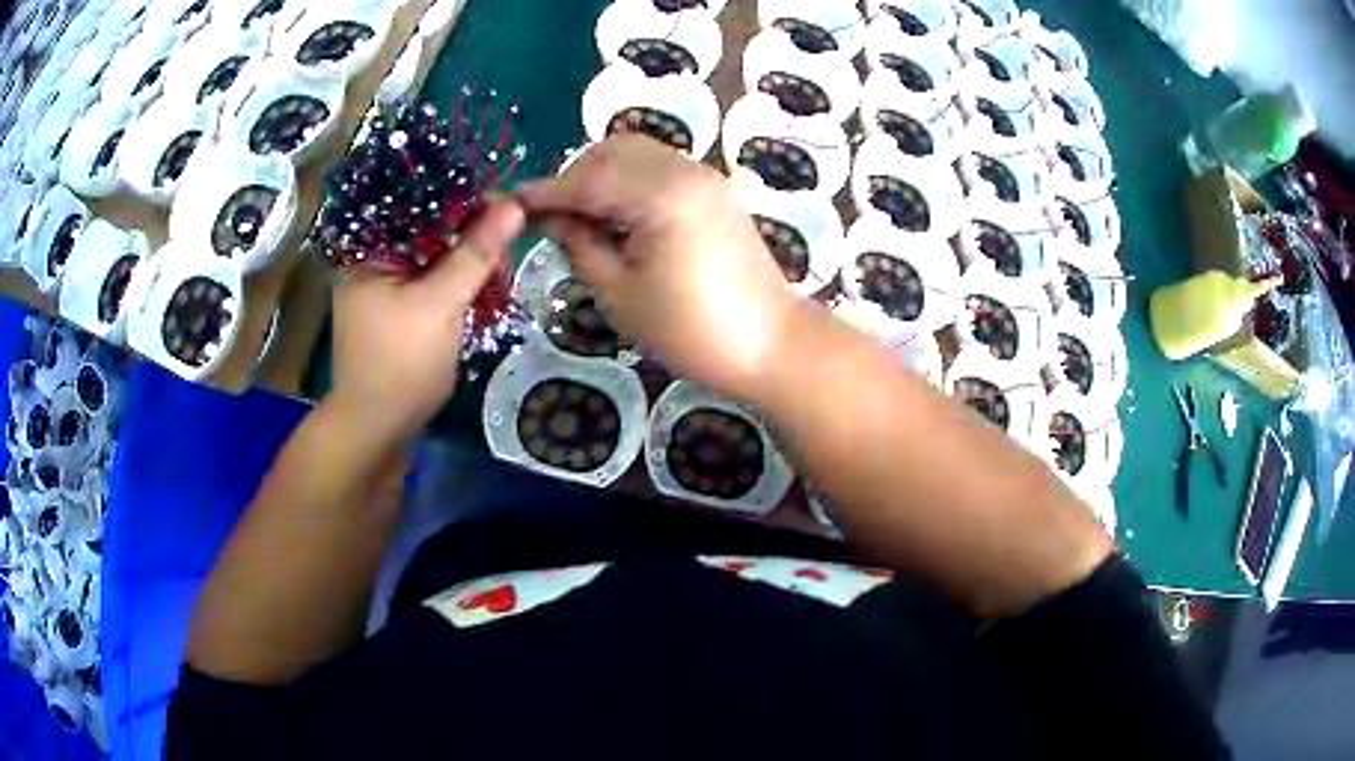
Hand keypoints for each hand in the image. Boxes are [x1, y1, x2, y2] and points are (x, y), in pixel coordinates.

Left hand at [330, 198, 525, 440]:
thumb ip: (476, 253)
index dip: (469, 201)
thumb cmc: (400, 366)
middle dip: (475, 241)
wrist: (378, 430)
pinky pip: (436, 278)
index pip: (423, 201)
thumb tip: (515, 204)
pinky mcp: (401, 304)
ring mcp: (387, 282)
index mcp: (371, 247)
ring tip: (499, 287)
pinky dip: (461, 284)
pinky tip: (484, 296)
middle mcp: (375, 256)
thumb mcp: (440, 305)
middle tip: (504, 268)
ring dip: (473, 266)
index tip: (510, 213)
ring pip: (439, 254)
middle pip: (433, 227)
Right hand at [517, 136, 795, 400]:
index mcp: (660, 196)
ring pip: (637, 153)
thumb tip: (553, 219)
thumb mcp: (621, 296)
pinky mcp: (716, 188)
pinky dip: (631, 180)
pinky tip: (620, 216)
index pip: (587, 180)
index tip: (512, 204)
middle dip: (575, 178)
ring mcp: (705, 176)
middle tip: (553, 219)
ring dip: (603, 175)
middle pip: (612, 152)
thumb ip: (581, 246)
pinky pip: (660, 167)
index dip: (545, 192)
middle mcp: (684, 170)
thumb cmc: (692, 331)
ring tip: (584, 219)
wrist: (770, 343)